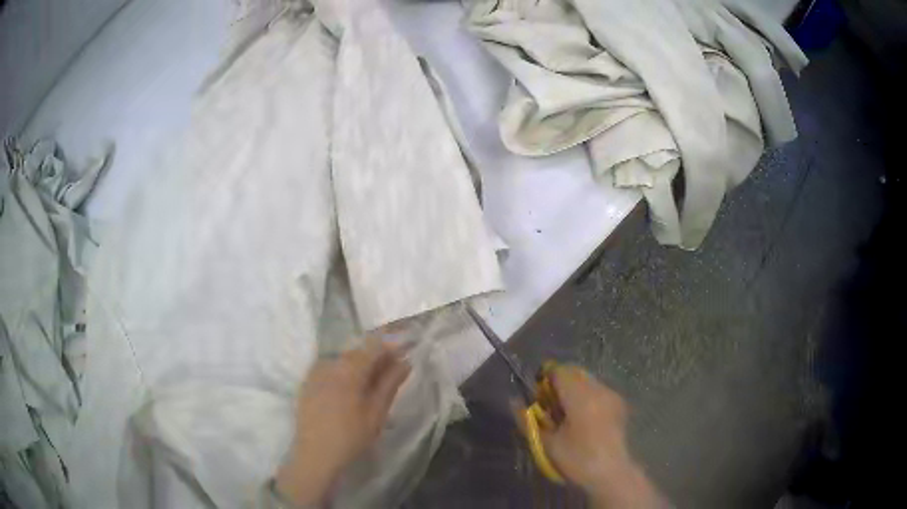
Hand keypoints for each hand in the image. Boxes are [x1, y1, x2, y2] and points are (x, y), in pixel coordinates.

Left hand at [276, 340, 410, 505]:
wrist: (316, 455)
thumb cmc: (351, 436)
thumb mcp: (376, 412)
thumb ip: (390, 384)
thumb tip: (405, 362)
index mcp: (348, 370)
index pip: (372, 346)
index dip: (390, 347)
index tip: (403, 356)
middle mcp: (329, 364)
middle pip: (357, 351)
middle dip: (375, 358)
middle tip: (391, 374)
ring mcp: (315, 372)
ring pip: (343, 359)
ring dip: (359, 365)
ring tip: (371, 385)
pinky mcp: (307, 383)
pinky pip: (329, 368)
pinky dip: (343, 373)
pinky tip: (349, 390)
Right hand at [519, 365, 664, 507]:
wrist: (612, 473)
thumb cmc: (577, 459)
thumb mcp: (547, 443)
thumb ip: (528, 420)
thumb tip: (514, 401)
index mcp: (580, 396)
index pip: (559, 371)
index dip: (544, 380)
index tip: (538, 398)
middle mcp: (599, 389)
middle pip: (574, 373)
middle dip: (559, 385)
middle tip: (550, 408)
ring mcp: (612, 396)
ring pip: (587, 381)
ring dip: (573, 391)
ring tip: (566, 416)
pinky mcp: (619, 405)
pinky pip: (598, 391)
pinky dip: (586, 398)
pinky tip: (582, 420)